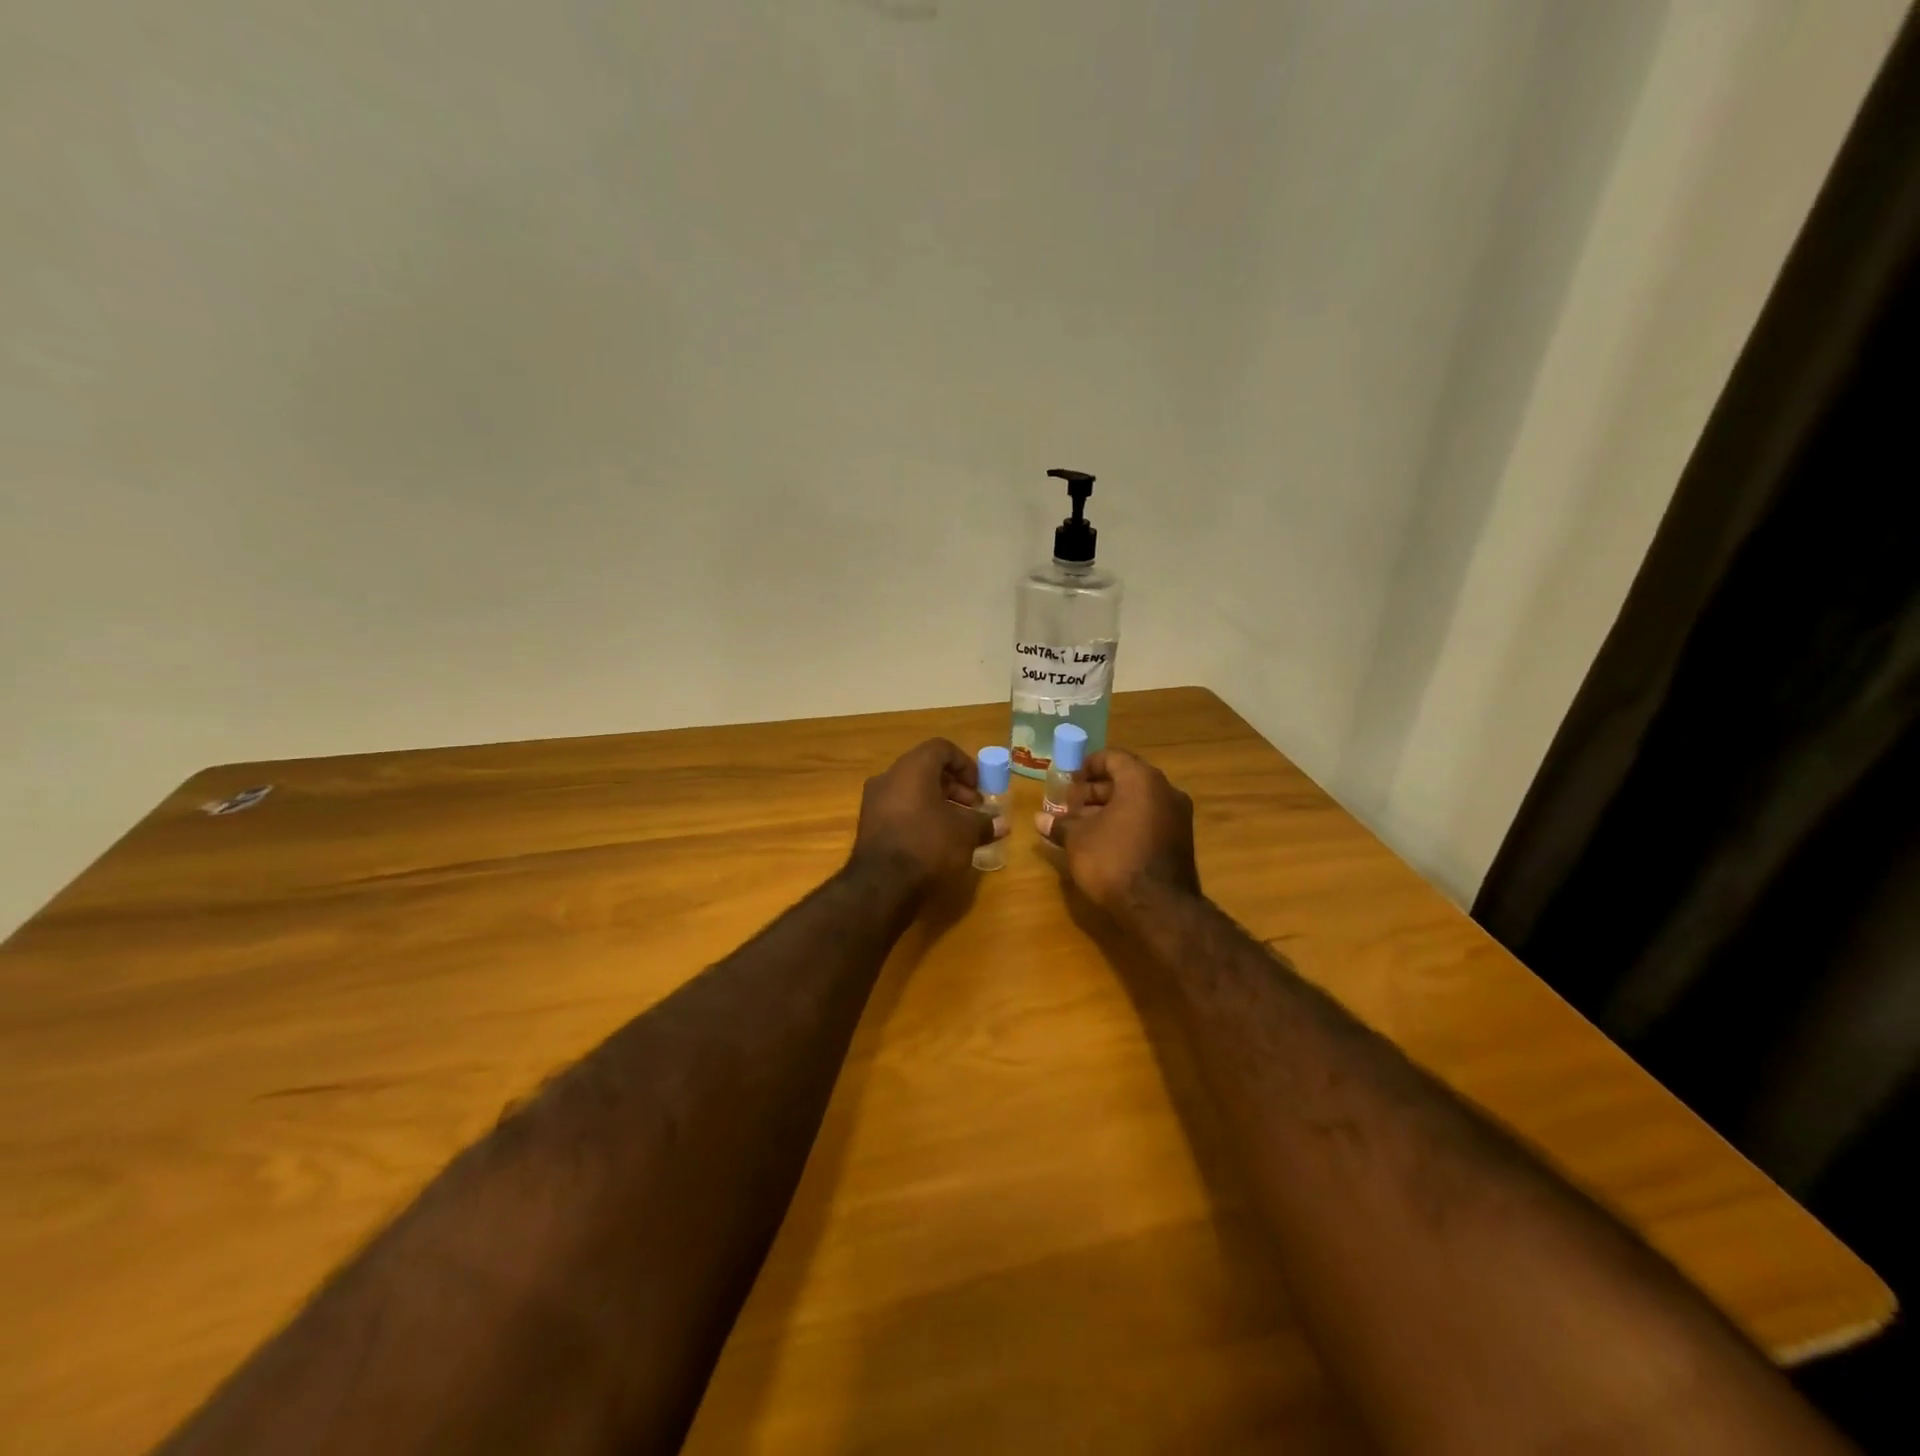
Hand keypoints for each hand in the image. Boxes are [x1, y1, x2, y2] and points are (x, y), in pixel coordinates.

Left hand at [850, 738, 1003, 895]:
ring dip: (938, 803)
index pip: (941, 748)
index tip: (980, 787)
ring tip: (958, 827)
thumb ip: (984, 824)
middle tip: (974, 808)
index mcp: (912, 768)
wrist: (881, 885)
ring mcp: (874, 801)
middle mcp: (889, 777)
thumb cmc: (928, 845)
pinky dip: (920, 815)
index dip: (965, 764)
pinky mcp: (869, 825)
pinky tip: (936, 840)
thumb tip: (1002, 825)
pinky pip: (899, 809)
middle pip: (926, 769)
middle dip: (955, 787)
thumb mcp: (965, 833)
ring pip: (912, 790)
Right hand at [1036, 748, 1199, 914]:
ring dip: (1109, 809)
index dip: (1086, 766)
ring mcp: (1178, 817)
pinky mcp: (1181, 841)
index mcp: (1142, 780)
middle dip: (1095, 791)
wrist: (1159, 908)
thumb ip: (1060, 824)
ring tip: (1082, 826)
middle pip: (1126, 779)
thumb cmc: (1113, 860)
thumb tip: (1040, 819)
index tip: (1067, 781)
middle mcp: (1166, 791)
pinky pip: (1149, 820)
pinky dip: (1126, 823)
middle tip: (1070, 806)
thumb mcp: (1078, 840)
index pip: (1112, 758)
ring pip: (1138, 802)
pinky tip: (1104, 842)